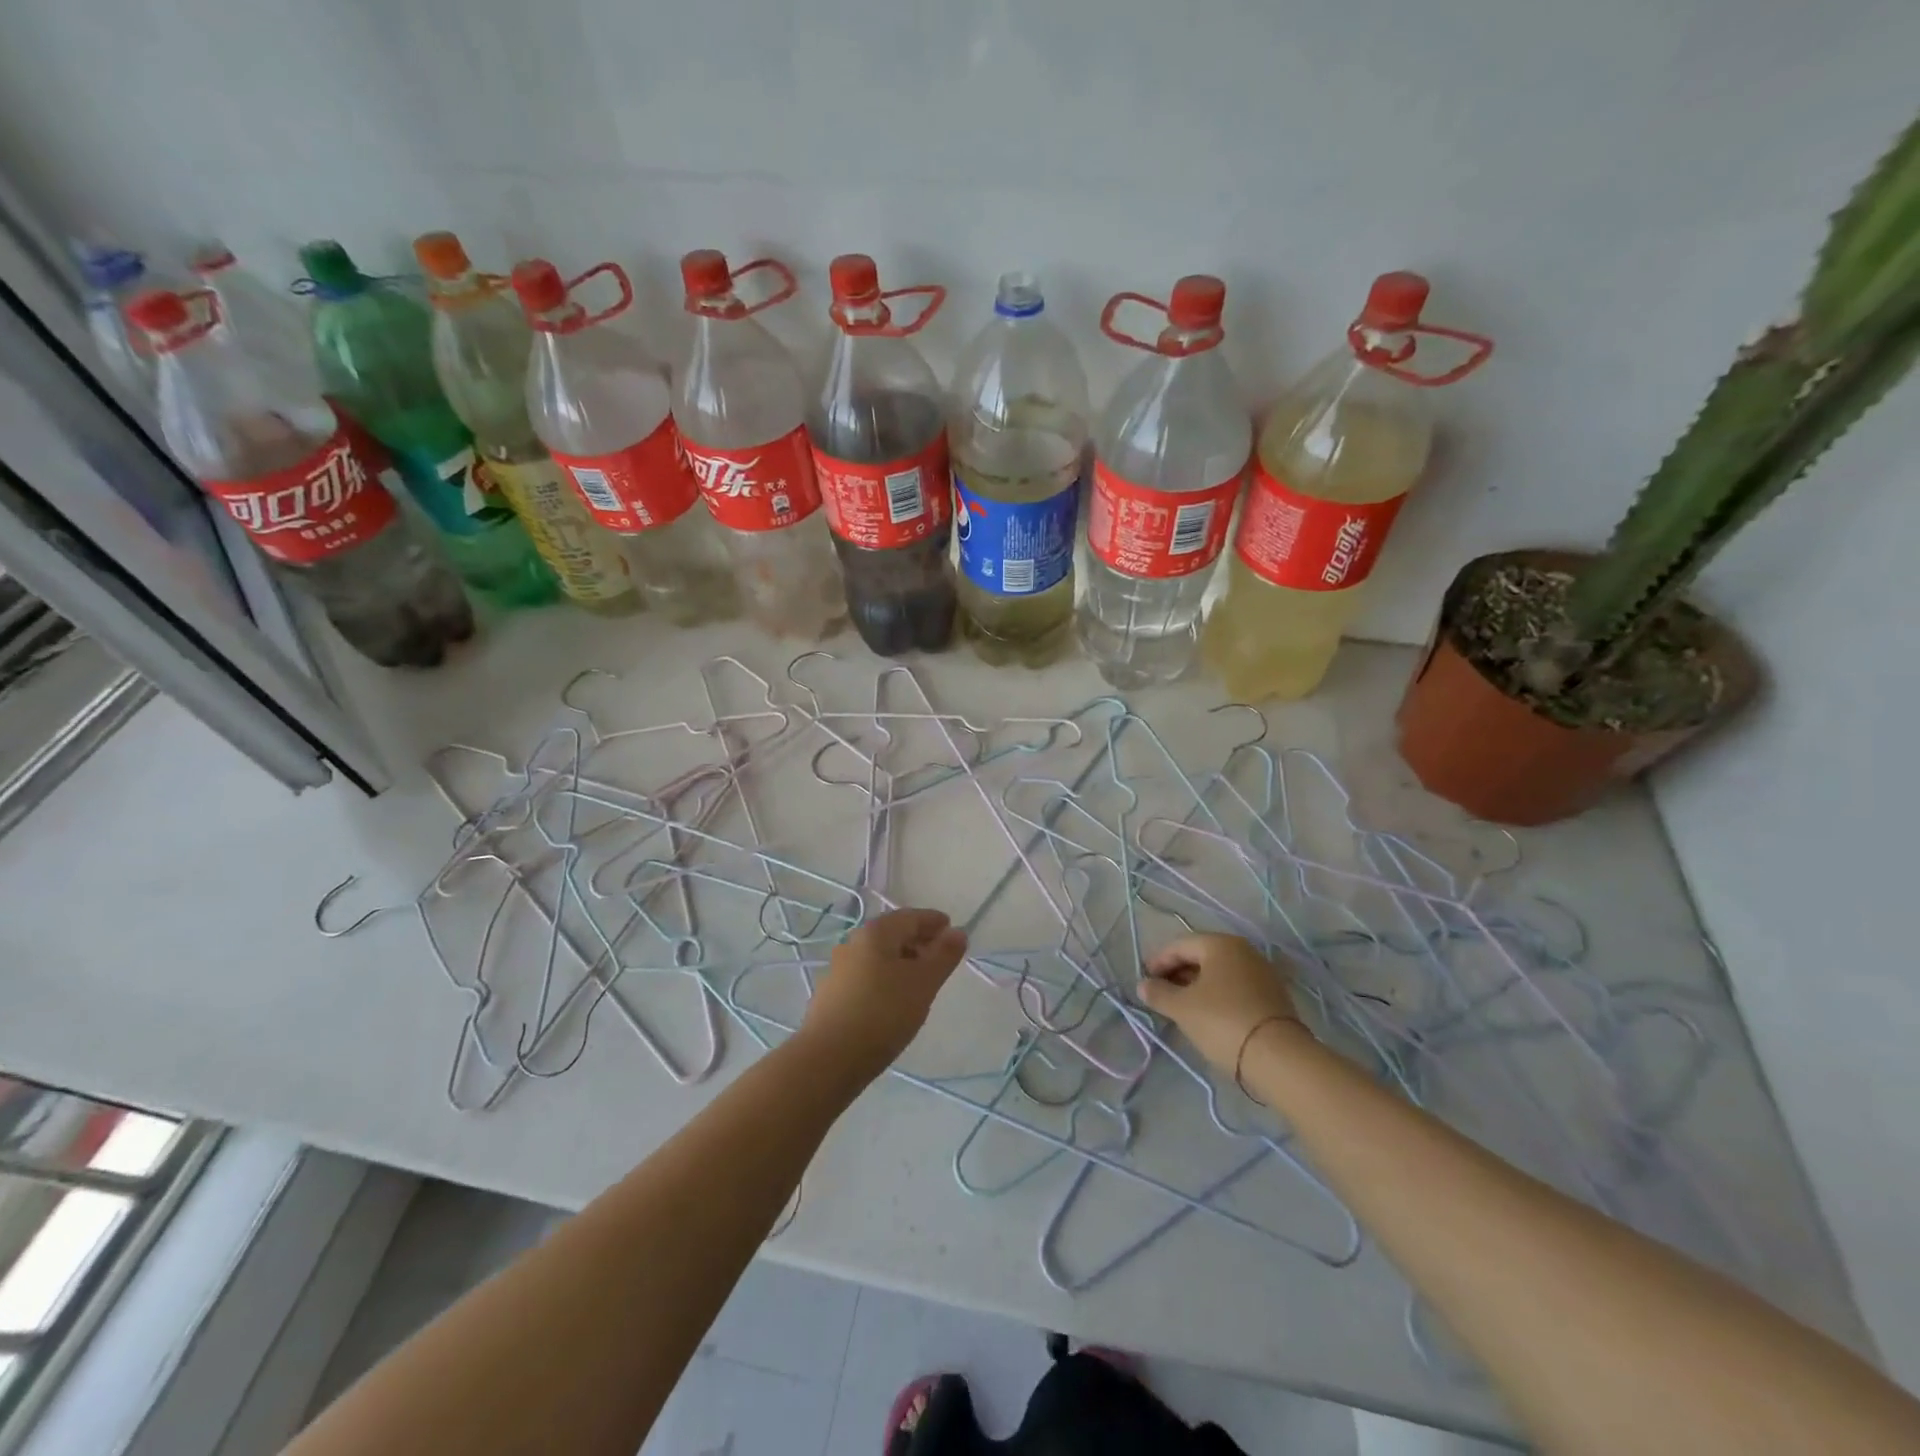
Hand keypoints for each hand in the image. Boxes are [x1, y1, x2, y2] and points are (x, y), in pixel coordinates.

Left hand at [801, 907, 968, 1077]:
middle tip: (942, 957)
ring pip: (879, 956)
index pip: (911, 916)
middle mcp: (854, 942)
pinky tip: (895, 1000)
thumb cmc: (883, 1013)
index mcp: (876, 933)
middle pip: (893, 933)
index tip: (953, 931)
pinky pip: (867, 975)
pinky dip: (886, 978)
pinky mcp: (832, 994)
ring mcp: (839, 968)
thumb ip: (943, 955)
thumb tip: (958, 931)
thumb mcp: (923, 983)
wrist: (828, 1059)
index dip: (934, 922)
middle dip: (919, 941)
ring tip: (922, 981)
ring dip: (903, 961)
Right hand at [1138, 934, 1304, 1073]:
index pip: (1180, 945)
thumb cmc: (1222, 1022)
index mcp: (1220, 944)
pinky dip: (1217, 995)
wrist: (1279, 1058)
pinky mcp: (1273, 996)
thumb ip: (1159, 993)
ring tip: (1181, 1005)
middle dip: (1178, 972)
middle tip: (1160, 992)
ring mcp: (1262, 973)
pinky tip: (1208, 1013)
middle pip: (1201, 956)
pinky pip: (1236, 987)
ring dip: (1197, 985)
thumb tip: (1144, 985)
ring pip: (1219, 973)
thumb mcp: (1182, 1008)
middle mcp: (1243, 951)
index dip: (1158, 961)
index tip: (1144, 979)